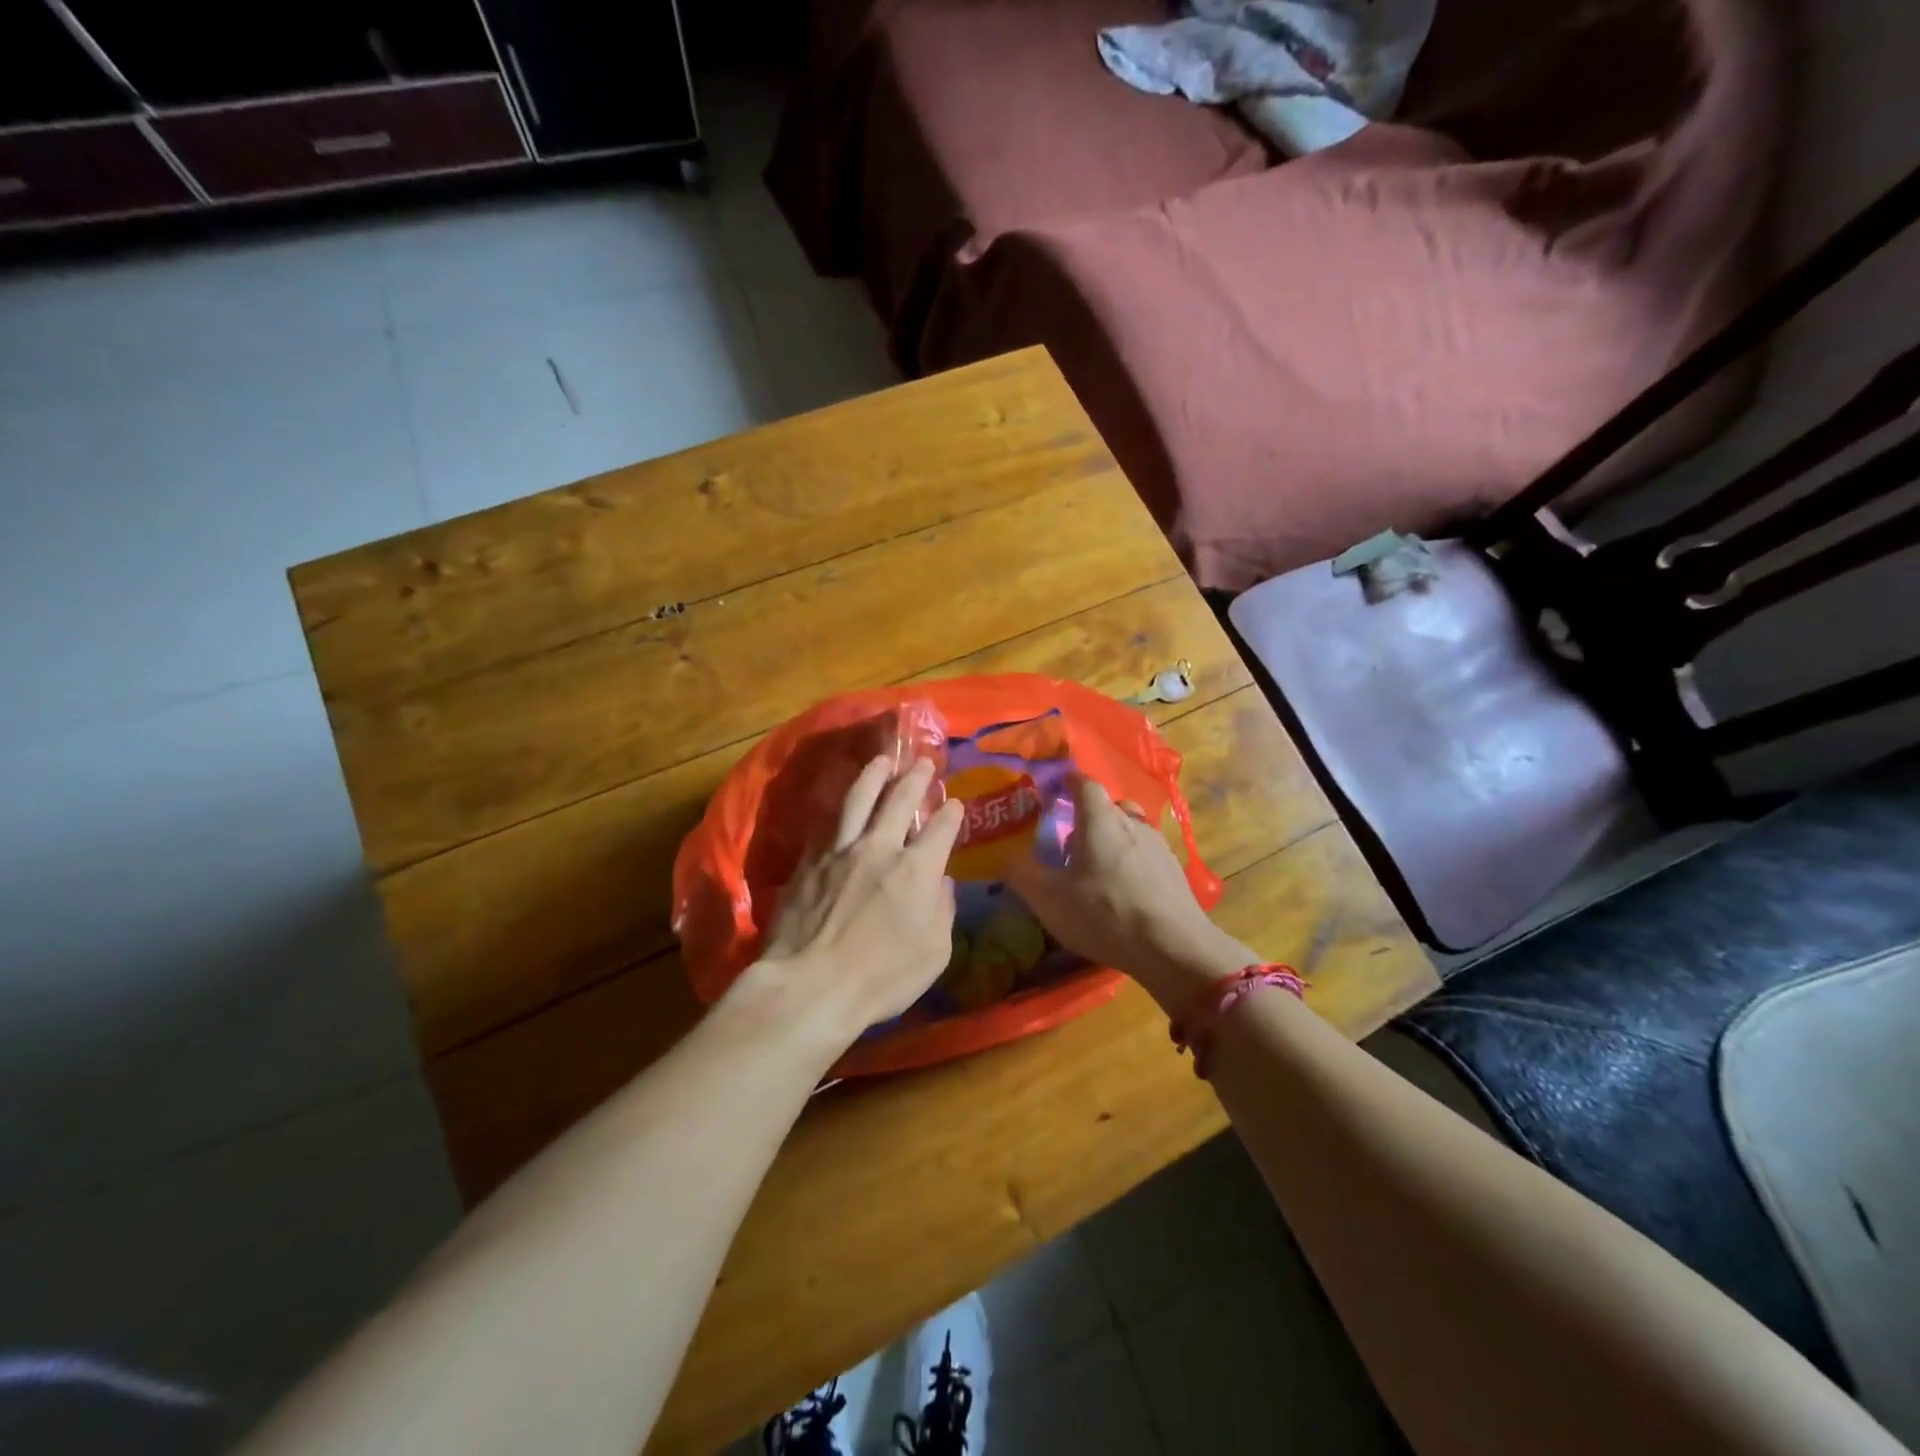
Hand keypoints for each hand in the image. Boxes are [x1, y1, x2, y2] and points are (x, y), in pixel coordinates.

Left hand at [752, 756, 964, 1042]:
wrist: (809, 986)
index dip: (951, 814)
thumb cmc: (881, 979)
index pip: (941, 829)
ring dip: (873, 777)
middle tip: (924, 763)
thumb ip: (942, 913)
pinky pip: (826, 825)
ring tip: (880, 761)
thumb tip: (942, 884)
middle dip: (916, 779)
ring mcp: (839, 851)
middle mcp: (879, 848)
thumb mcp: (934, 954)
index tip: (955, 804)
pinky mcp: (808, 862)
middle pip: (899, 801)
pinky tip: (840, 805)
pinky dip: (838, 810)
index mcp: (916, 870)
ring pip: (858, 800)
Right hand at [1005, 775, 1254, 1012]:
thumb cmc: (1104, 913)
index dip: (1068, 782)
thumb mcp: (1048, 898)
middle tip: (1070, 838)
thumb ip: (1022, 873)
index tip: (1053, 790)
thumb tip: (1005, 855)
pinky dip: (1132, 861)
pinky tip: (1124, 889)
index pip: (1084, 783)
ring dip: (1112, 839)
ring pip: (1131, 829)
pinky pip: (1146, 854)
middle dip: (1089, 815)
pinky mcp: (1175, 870)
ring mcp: (1159, 845)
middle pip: (1109, 805)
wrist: (1174, 947)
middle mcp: (1132, 822)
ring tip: (1097, 867)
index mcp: (1099, 819)